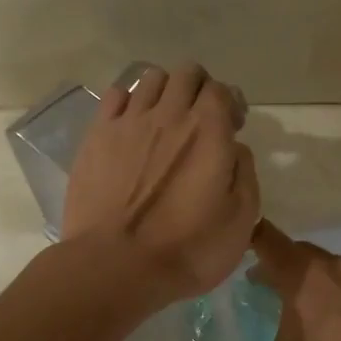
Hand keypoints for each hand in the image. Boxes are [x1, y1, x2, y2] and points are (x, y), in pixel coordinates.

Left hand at [61, 63, 257, 309]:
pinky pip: (115, 96)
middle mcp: (170, 114)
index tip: (231, 128)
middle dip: (199, 88)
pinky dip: (129, 101)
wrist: (116, 266)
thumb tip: (234, 148)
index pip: (222, 90)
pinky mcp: (96, 136)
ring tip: (165, 120)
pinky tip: (131, 125)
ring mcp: (128, 122)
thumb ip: (244, 173)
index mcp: (209, 131)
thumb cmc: (188, 249)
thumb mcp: (241, 220)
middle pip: (187, 73)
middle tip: (200, 120)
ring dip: (165, 91)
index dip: (230, 104)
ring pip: (150, 79)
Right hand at [197, 221, 340, 340]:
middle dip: (264, 260)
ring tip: (268, 298)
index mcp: (304, 276)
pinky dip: (314, 288)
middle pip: (290, 249)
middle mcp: (331, 268)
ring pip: (314, 265)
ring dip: (292, 274)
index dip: (241, 235)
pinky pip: (332, 280)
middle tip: (237, 280)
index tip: (218, 244)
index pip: (265, 237)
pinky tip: (305, 318)